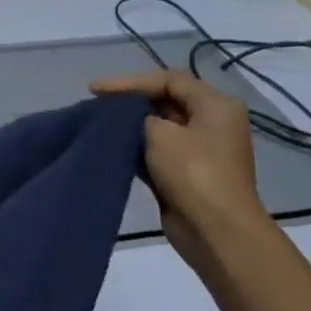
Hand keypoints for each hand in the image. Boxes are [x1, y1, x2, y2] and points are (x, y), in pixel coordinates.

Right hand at [91, 69, 271, 277]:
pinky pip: (158, 149)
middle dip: (130, 101)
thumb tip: (133, 120)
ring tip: (98, 122)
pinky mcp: (187, 172)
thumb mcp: (160, 133)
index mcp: (215, 105)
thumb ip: (139, 116)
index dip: (130, 81)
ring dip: (131, 124)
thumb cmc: (193, 173)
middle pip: (166, 100)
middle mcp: (212, 122)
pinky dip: (136, 145)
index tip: (95, 90)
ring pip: (160, 126)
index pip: (169, 80)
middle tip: (96, 103)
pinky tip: (111, 146)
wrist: (215, 230)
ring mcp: (201, 149)